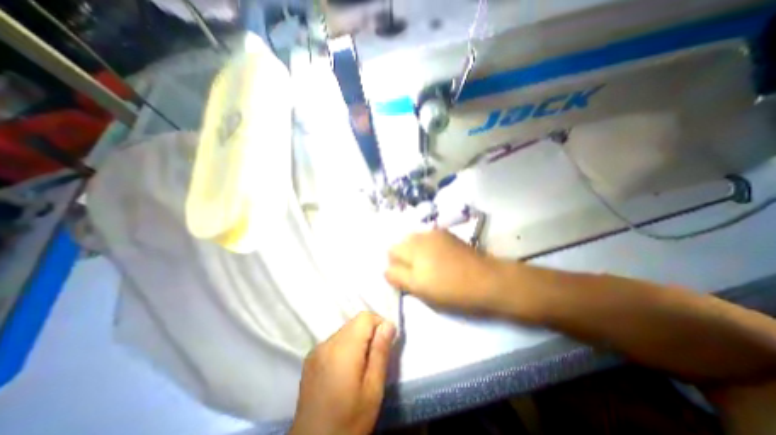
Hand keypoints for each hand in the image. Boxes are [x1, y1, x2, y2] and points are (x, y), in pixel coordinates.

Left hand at [293, 313, 398, 433]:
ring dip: (357, 340)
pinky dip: (345, 347)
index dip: (379, 324)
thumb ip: (380, 352)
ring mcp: (316, 350)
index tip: (385, 344)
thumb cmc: (349, 421)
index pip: (364, 317)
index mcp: (343, 349)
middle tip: (374, 360)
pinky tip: (345, 371)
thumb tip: (388, 324)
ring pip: (345, 331)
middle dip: (369, 333)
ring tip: (360, 367)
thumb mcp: (373, 389)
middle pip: (354, 323)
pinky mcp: (310, 359)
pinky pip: (334, 341)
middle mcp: (327, 343)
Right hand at [383, 230, 513, 315]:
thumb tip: (386, 269)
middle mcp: (422, 235)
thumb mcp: (420, 289)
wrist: (487, 280)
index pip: (391, 251)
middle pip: (402, 243)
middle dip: (404, 257)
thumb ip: (398, 277)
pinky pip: (428, 238)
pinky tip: (439, 259)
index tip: (405, 277)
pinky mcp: (447, 234)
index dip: (394, 265)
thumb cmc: (450, 289)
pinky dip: (427, 247)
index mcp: (413, 247)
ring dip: (416, 251)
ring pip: (415, 240)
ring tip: (429, 266)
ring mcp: (436, 232)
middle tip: (416, 273)